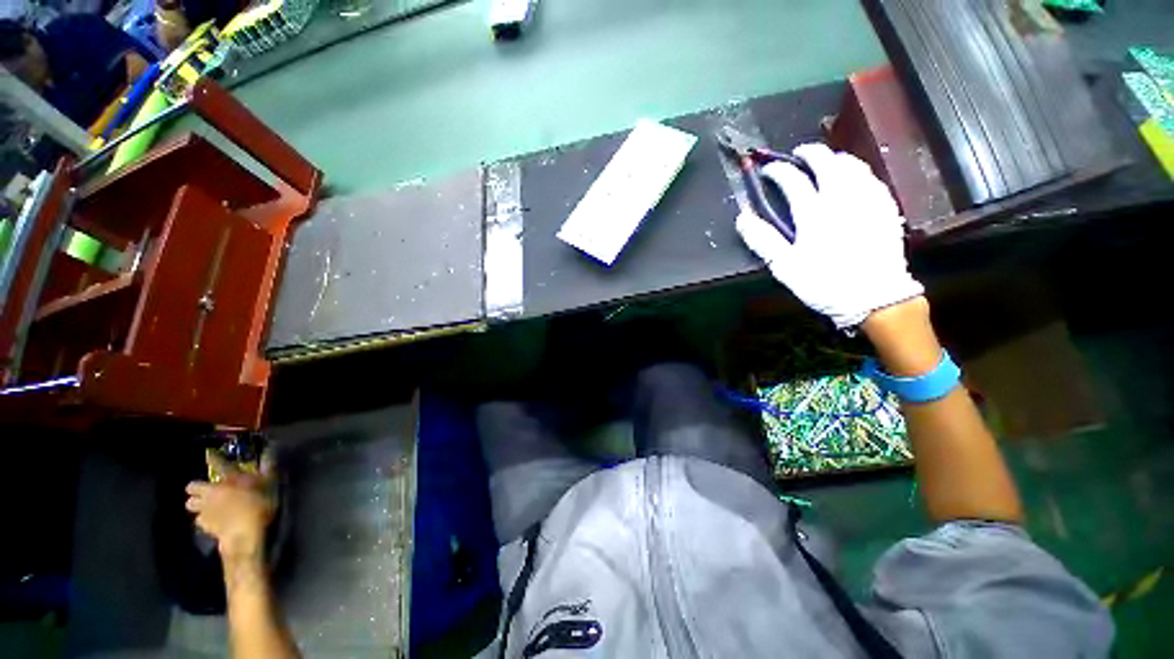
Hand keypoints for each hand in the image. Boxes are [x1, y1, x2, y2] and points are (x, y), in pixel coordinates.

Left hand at [186, 451, 274, 563]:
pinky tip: (212, 521)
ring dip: (197, 504)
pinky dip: (204, 519)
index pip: (217, 463)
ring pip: (190, 503)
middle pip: (192, 486)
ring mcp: (205, 508)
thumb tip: (270, 448)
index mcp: (229, 478)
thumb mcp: (270, 482)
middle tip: (206, 491)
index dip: (212, 457)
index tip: (208, 454)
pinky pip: (198, 518)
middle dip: (196, 488)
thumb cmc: (260, 504)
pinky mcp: (203, 524)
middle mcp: (212, 490)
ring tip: (207, 506)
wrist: (244, 533)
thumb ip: (268, 465)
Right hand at [736, 143, 922, 328]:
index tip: (768, 170)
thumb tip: (743, 217)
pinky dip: (859, 171)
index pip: (793, 180)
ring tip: (826, 160)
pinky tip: (855, 177)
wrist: (875, 298)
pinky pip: (872, 179)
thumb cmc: (824, 284)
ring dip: (836, 158)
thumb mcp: (785, 267)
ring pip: (853, 166)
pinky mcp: (885, 209)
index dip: (778, 171)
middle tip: (799, 153)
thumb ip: (763, 240)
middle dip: (810, 153)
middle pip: (826, 163)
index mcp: (814, 213)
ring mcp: (867, 202)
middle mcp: (842, 199)